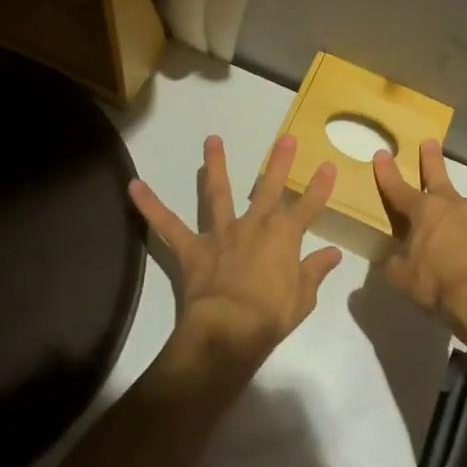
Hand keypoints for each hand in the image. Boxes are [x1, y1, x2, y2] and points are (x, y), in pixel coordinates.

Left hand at [129, 135, 343, 377]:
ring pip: (218, 193)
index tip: (329, 166)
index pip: (308, 207)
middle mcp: (254, 225)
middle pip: (269, 188)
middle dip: (279, 163)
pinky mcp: (193, 248)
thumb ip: (315, 271)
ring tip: (212, 139)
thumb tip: (333, 254)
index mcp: (284, 236)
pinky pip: (168, 224)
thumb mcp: (303, 298)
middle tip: (286, 138)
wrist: (229, 329)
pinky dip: (150, 206)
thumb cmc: (271, 316)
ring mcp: (221, 233)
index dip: (320, 187)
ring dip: (215, 165)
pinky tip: (133, 186)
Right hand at [373, 140, 466, 338]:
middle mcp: (455, 206)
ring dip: (466, 221)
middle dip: (432, 160)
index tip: (382, 153)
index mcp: (425, 212)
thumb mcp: (402, 278)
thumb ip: (395, 263)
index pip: (398, 189)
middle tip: (430, 142)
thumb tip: (394, 258)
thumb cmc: (438, 284)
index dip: (387, 173)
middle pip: (439, 178)